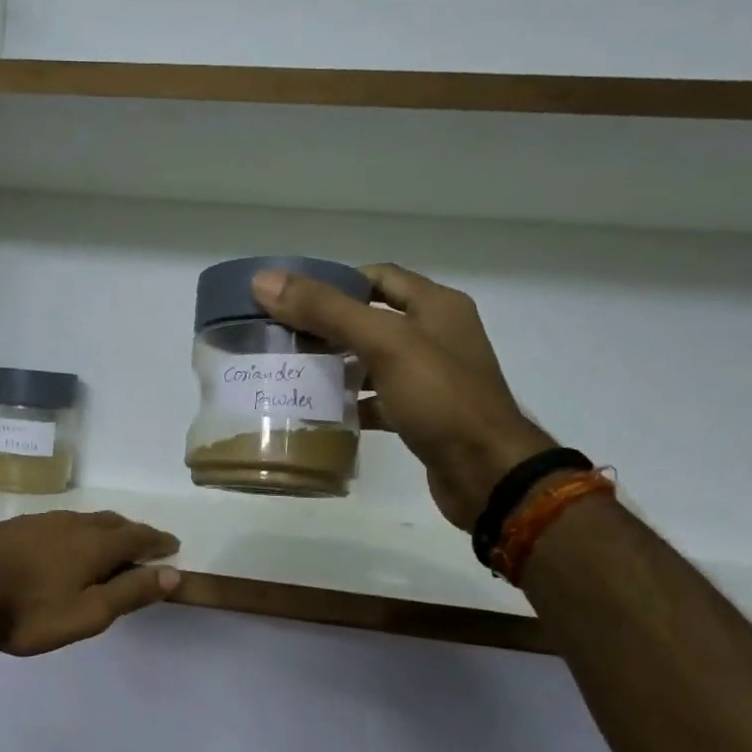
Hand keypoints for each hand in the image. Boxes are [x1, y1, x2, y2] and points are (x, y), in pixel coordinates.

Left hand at [0, 511, 181, 656]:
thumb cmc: (29, 611)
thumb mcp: (87, 614)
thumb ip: (130, 592)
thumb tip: (172, 574)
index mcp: (96, 545)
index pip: (138, 536)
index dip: (158, 541)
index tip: (172, 546)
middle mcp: (73, 524)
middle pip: (113, 522)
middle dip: (133, 532)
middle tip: (144, 545)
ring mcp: (42, 521)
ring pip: (84, 519)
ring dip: (104, 529)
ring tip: (107, 543)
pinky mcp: (17, 526)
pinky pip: (59, 523)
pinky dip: (75, 531)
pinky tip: (62, 544)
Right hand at [252, 264, 554, 528]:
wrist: (487, 474)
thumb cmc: (441, 399)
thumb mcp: (385, 344)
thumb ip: (327, 310)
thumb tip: (264, 281)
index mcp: (436, 306)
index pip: (378, 277)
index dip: (335, 282)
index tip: (291, 299)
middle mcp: (436, 335)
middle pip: (372, 319)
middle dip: (327, 326)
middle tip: (282, 338)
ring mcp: (431, 378)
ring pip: (373, 361)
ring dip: (337, 365)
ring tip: (293, 372)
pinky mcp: (423, 415)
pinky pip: (379, 399)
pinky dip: (352, 402)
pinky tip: (321, 412)